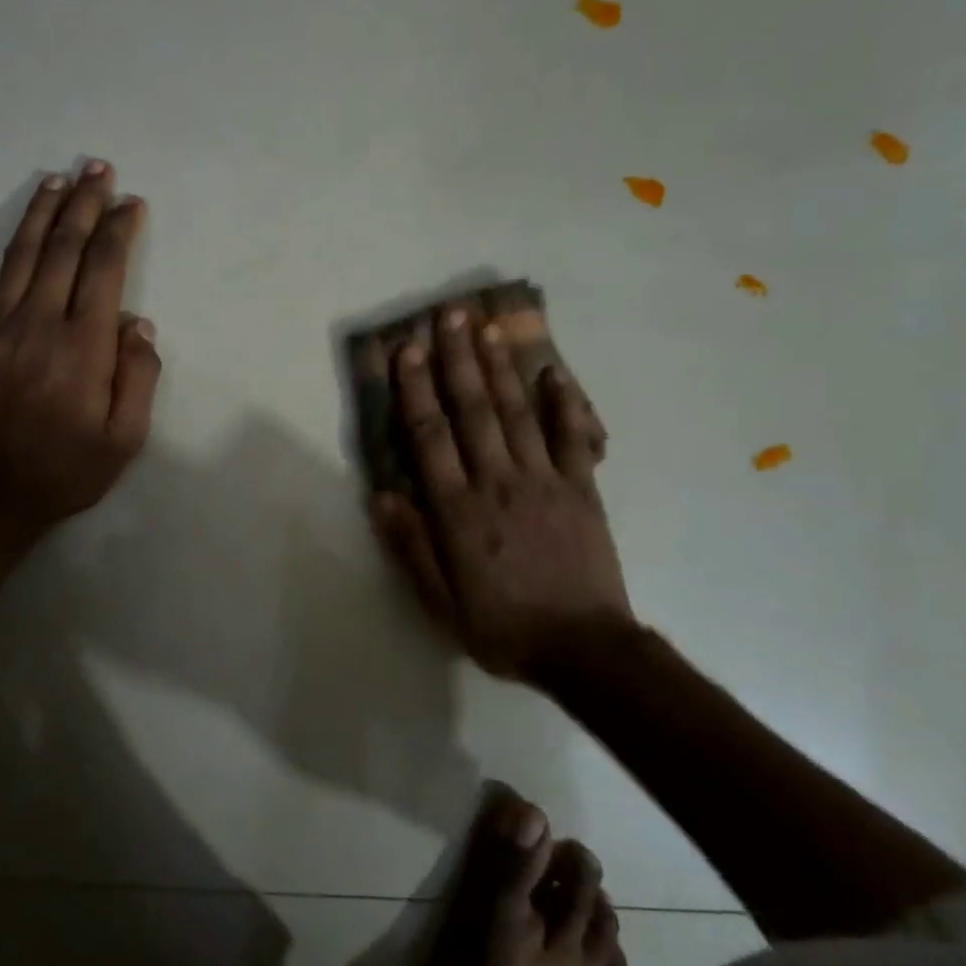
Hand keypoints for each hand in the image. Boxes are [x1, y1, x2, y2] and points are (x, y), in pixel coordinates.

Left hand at [0, 161, 158, 546]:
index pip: (105, 269)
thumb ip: (139, 377)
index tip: (132, 203)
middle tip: (98, 169)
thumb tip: (138, 324)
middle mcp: (38, 323)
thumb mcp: (125, 439)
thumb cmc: (65, 472)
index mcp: (83, 345)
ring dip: (39, 214)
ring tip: (56, 181)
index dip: (120, 229)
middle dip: (85, 204)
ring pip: (19, 255)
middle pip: (64, 248)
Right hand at [369, 308, 630, 679]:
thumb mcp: (441, 603)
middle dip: (457, 360)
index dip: (415, 390)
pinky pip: (573, 437)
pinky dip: (564, 403)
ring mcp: (544, 481)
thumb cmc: (503, 627)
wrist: (584, 649)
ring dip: (500, 368)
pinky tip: (554, 372)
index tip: (406, 351)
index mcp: (459, 510)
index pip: (430, 437)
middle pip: (473, 410)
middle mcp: (498, 483)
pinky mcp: (582, 489)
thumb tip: (382, 496)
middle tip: (448, 316)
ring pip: (517, 413)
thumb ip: (411, 547)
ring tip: (487, 328)